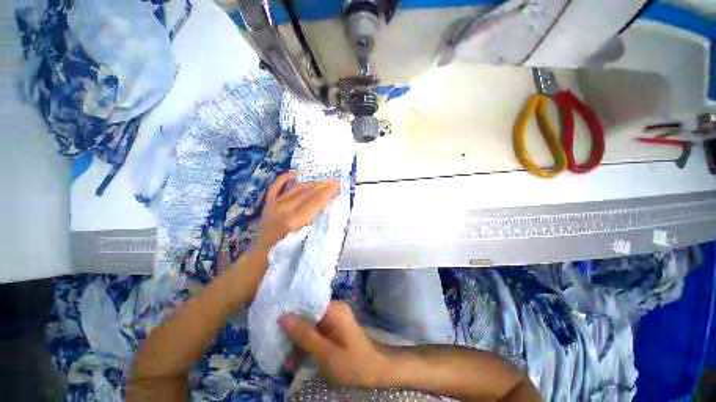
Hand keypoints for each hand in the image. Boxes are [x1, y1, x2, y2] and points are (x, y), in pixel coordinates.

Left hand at [255, 172, 338, 251]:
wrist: (263, 254)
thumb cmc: (287, 251)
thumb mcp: (306, 240)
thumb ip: (315, 222)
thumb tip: (326, 207)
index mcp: (293, 221)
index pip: (315, 202)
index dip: (327, 193)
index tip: (337, 185)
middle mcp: (283, 209)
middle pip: (307, 193)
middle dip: (322, 186)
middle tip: (334, 181)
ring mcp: (274, 204)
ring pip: (296, 189)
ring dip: (311, 184)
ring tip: (322, 181)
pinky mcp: (268, 203)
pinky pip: (276, 186)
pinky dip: (284, 178)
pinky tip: (295, 173)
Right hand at [279, 301, 393, 388]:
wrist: (376, 375)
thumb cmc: (354, 364)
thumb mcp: (327, 353)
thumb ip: (305, 335)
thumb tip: (283, 316)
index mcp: (334, 309)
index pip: (308, 302)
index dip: (291, 310)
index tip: (274, 321)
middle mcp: (333, 310)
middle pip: (307, 315)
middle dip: (292, 332)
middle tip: (278, 349)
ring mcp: (333, 321)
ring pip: (309, 326)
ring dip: (297, 343)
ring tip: (285, 363)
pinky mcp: (333, 331)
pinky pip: (315, 334)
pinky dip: (306, 346)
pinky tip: (295, 362)